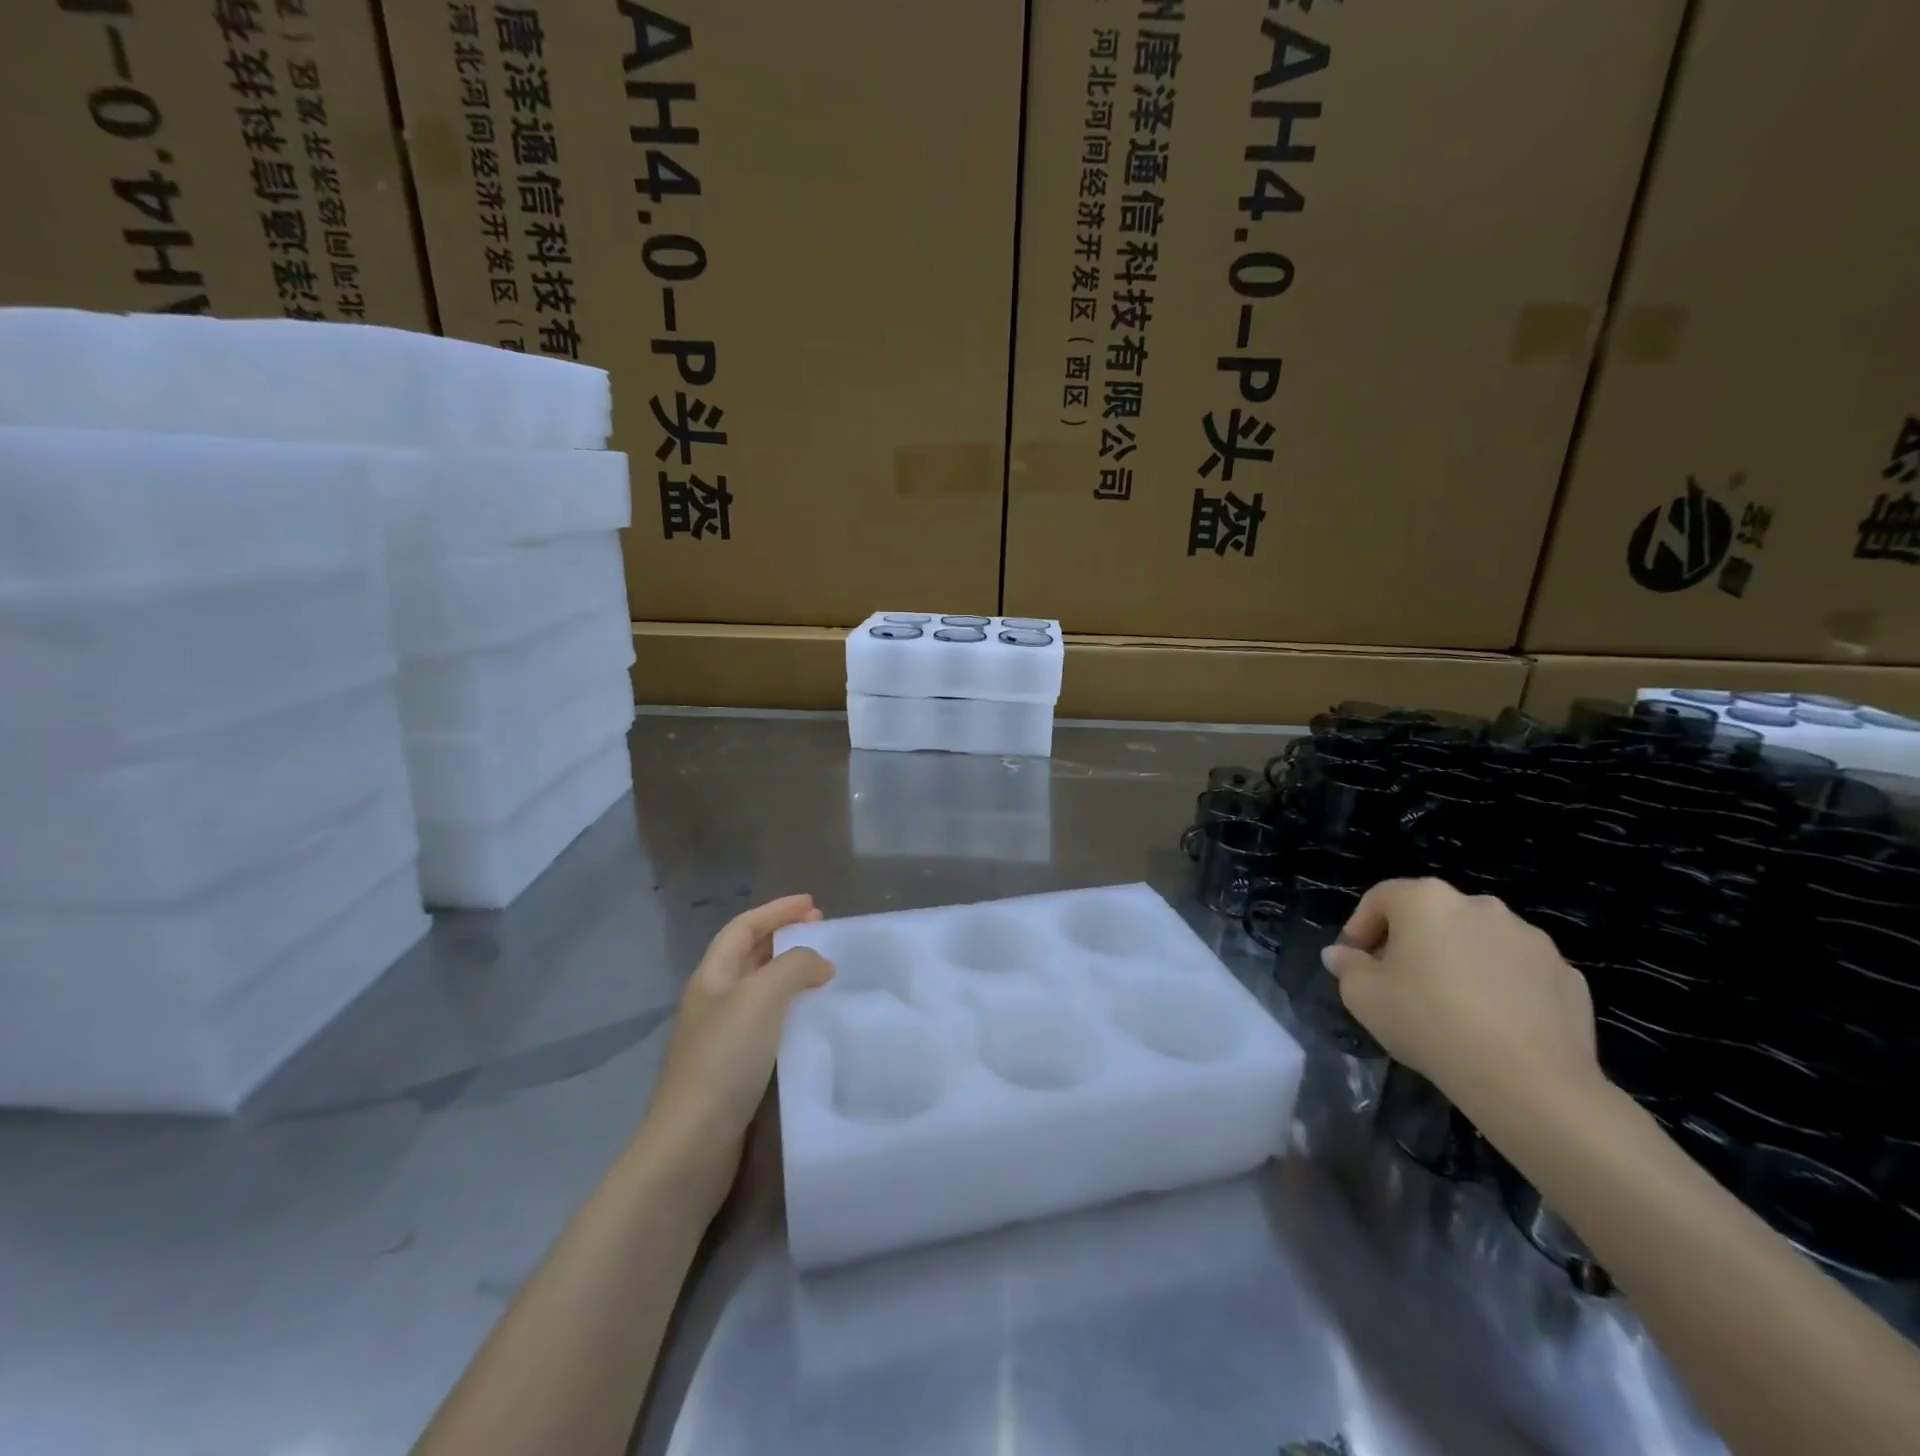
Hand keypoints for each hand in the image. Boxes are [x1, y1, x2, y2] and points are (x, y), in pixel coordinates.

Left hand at [644, 895, 833, 1187]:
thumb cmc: (726, 1058)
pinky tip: (811, 1021)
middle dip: (784, 937)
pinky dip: (791, 1010)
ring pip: (759, 990)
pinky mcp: (733, 1069)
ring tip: (824, 973)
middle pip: (749, 955)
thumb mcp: (763, 997)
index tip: (813, 904)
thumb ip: (795, 966)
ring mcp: (721, 1037)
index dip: (777, 910)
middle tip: (822, 932)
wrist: (692, 1144)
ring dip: (790, 974)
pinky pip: (767, 1023)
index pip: (744, 927)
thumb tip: (820, 963)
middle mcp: (713, 1000)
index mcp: (712, 976)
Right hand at [1321, 878, 1598, 1108]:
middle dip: (1412, 942)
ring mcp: (1530, 938)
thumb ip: (1348, 967)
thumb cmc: (1429, 1022)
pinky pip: (1518, 971)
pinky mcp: (1567, 975)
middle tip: (1399, 983)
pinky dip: (1502, 986)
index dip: (1360, 928)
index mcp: (1426, 900)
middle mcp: (1479, 905)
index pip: (1380, 898)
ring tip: (1451, 1006)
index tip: (1355, 963)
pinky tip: (1494, 1023)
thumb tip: (1342, 955)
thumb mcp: (1363, 997)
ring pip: (1478, 940)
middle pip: (1432, 915)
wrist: (1528, 1079)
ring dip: (1459, 960)